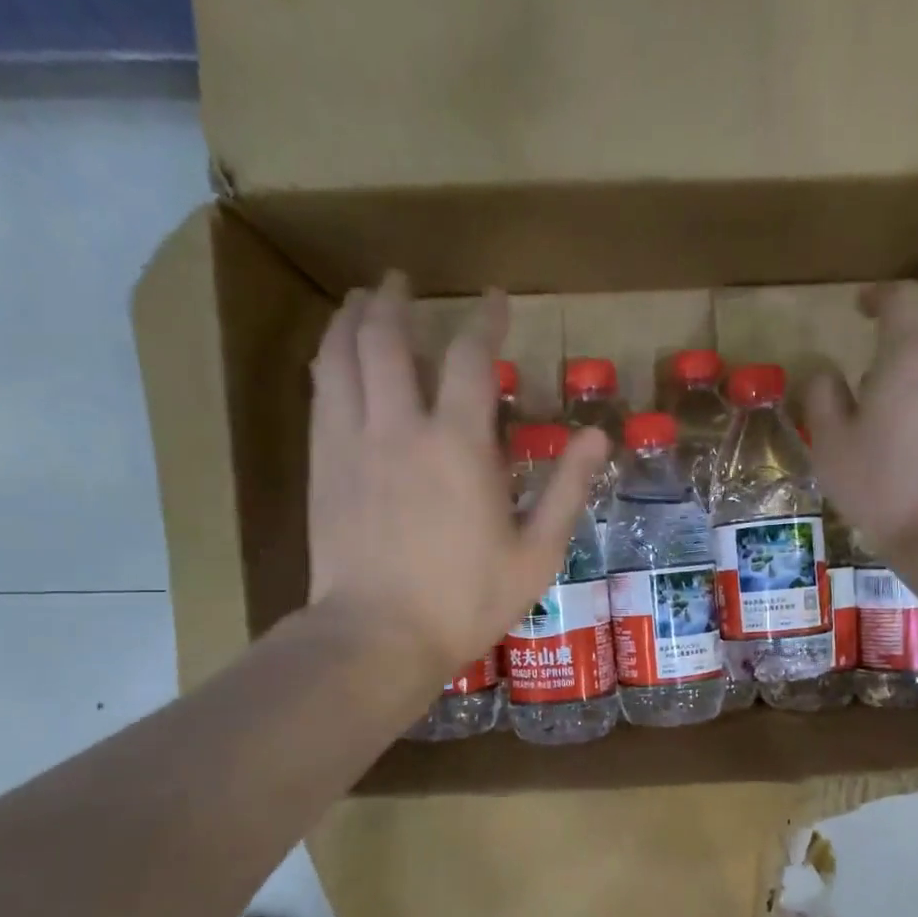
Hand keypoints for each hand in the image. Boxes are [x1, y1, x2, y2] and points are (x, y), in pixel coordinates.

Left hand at [303, 272, 608, 683]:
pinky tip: (333, 358)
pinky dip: (328, 362)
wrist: (377, 637)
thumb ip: (567, 490)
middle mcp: (400, 427)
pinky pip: (320, 394)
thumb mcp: (536, 554)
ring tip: (360, 301)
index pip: (471, 357)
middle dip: (396, 300)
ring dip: (351, 319)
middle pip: (387, 338)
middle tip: (402, 279)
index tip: (495, 297)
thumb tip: (597, 437)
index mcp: (459, 445)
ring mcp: (352, 443)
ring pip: (341, 357)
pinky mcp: (322, 466)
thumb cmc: (465, 601)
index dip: (485, 319)